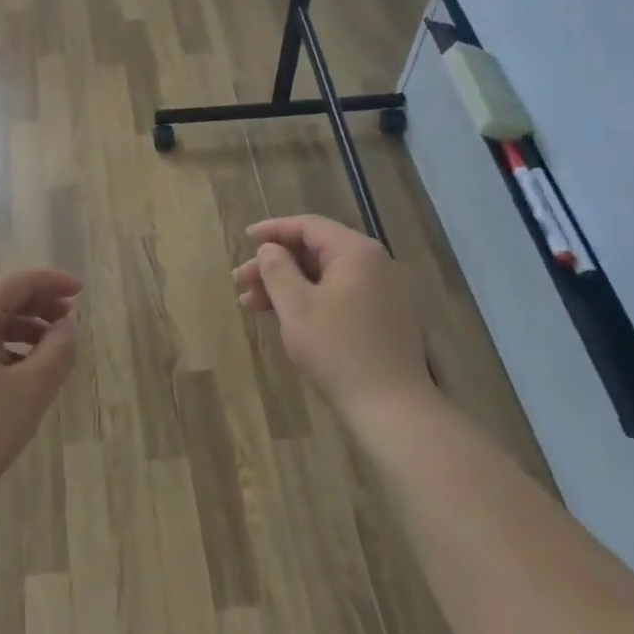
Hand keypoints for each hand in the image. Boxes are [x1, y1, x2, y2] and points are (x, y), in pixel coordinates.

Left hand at [0, 268, 81, 521]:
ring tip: (52, 353)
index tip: (82, 291)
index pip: (15, 282)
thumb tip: (67, 327)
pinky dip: (2, 350)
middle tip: (70, 323)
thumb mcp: (29, 390)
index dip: (52, 282)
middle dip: (38, 306)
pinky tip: (20, 376)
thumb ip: (57, 351)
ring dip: (22, 331)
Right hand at [235, 215, 431, 426]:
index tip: (246, 238)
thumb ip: (277, 270)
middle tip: (241, 281)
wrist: (392, 407)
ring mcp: (382, 292)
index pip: (310, 226)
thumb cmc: (338, 350)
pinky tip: (284, 318)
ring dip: (288, 285)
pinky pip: (339, 295)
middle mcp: (375, 264)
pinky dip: (310, 300)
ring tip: (252, 304)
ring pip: (325, 276)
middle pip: (316, 251)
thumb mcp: (296, 307)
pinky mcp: (383, 317)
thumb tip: (270, 249)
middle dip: (276, 264)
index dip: (274, 230)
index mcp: (356, 252)